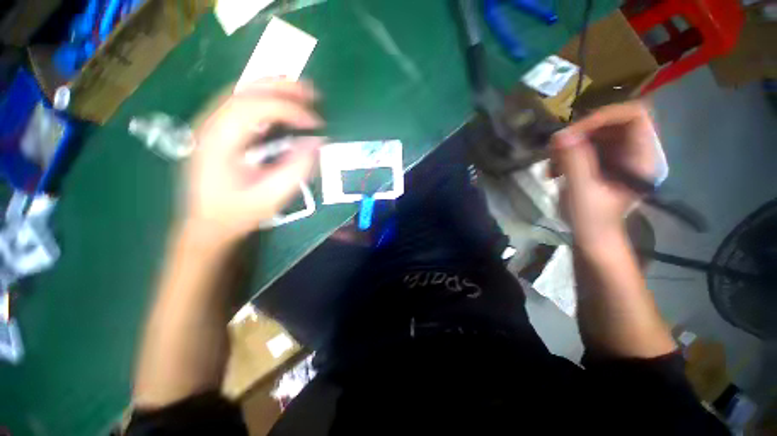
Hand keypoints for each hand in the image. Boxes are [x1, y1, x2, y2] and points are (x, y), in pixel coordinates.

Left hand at [182, 80, 322, 245]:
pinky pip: (242, 104)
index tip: (316, 123)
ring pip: (243, 93)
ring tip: (302, 93)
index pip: (256, 108)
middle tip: (313, 93)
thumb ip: (296, 168)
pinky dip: (265, 99)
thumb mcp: (272, 195)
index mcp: (219, 140)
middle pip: (247, 91)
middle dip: (283, 88)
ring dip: (274, 89)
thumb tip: (317, 142)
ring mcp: (211, 125)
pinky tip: (281, 103)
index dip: (290, 109)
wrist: (208, 223)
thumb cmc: (238, 212)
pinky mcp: (217, 130)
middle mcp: (210, 124)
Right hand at [551, 102, 664, 248]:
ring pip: (594, 135)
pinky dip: (566, 155)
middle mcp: (634, 152)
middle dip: (579, 134)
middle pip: (610, 123)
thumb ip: (573, 161)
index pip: (633, 115)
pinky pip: (584, 147)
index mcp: (641, 158)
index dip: (603, 117)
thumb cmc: (592, 220)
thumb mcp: (582, 190)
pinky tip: (554, 170)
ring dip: (569, 146)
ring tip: (552, 165)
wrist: (592, 238)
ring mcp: (618, 158)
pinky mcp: (603, 164)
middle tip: (556, 150)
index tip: (573, 134)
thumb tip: (559, 135)